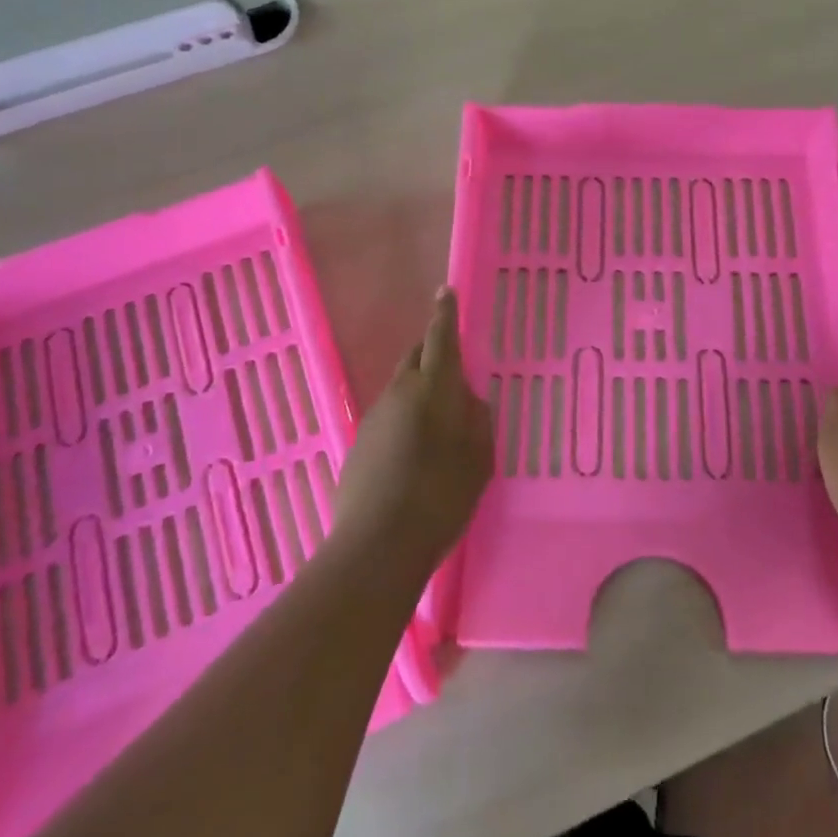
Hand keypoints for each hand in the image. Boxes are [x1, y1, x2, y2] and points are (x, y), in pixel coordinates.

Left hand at [333, 288, 493, 571]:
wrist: (378, 545)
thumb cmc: (441, 497)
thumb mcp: (478, 459)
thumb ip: (477, 420)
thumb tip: (468, 399)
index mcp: (433, 389)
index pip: (440, 338)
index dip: (445, 314)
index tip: (445, 292)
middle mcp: (399, 392)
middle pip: (415, 357)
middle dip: (432, 352)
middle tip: (452, 366)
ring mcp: (374, 416)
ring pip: (400, 387)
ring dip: (418, 389)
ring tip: (439, 419)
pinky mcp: (359, 441)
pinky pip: (388, 415)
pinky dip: (404, 417)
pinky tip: (415, 450)